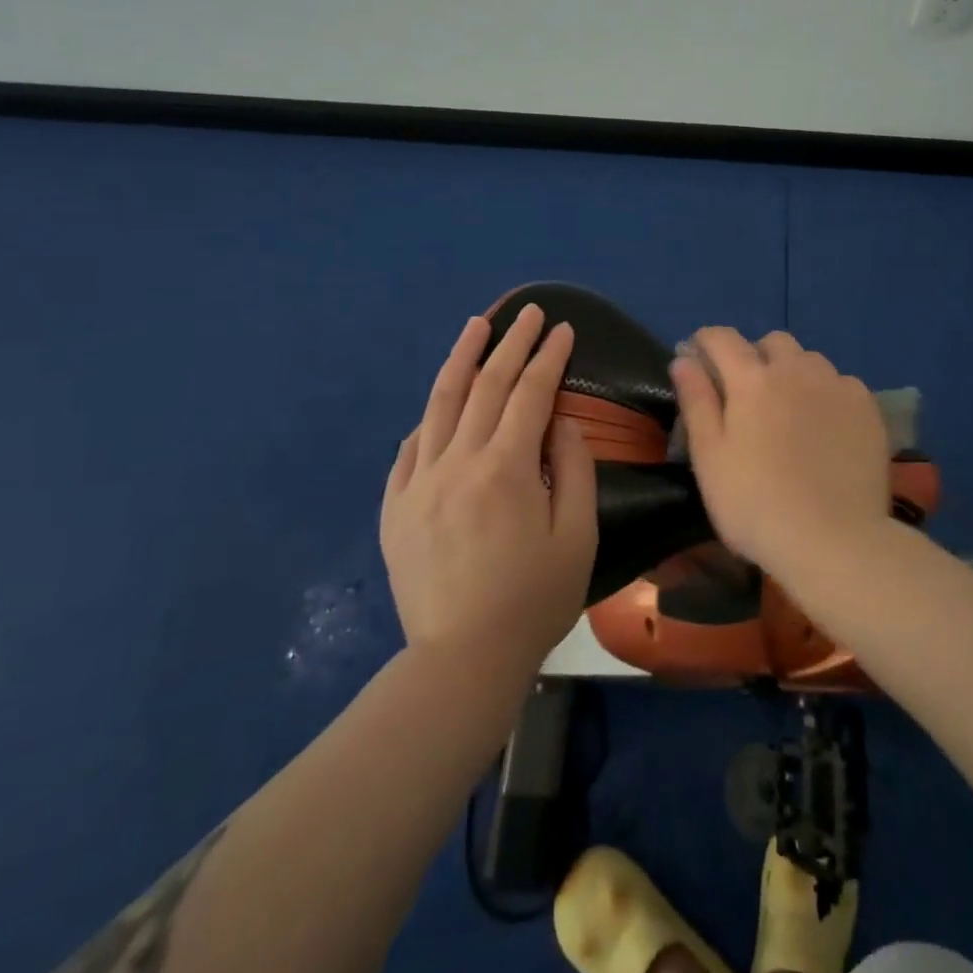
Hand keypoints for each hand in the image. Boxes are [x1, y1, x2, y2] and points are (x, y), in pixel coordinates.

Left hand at [380, 305, 597, 668]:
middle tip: (529, 312)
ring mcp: (419, 481)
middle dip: (512, 343)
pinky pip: (410, 446)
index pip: (531, 394)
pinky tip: (442, 402)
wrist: (462, 660)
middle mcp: (458, 461)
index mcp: (506, 468)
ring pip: (440, 403)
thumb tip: (560, 421)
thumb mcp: (577, 536)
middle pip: (487, 386)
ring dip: (462, 358)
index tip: (563, 329)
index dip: (549, 357)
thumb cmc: (533, 600)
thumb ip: (573, 469)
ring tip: (477, 325)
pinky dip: (430, 417)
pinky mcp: (395, 505)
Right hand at [669, 328, 891, 578]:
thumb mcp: (710, 458)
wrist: (835, 540)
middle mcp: (796, 369)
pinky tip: (826, 427)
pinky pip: (841, 383)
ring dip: (794, 372)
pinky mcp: (868, 407)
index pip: (722, 338)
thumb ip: (696, 402)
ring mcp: (837, 385)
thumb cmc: (756, 504)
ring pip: (810, 360)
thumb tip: (683, 360)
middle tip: (748, 393)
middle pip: (772, 342)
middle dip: (755, 355)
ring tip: (791, 410)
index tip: (698, 357)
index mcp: (751, 379)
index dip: (705, 341)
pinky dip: (827, 393)